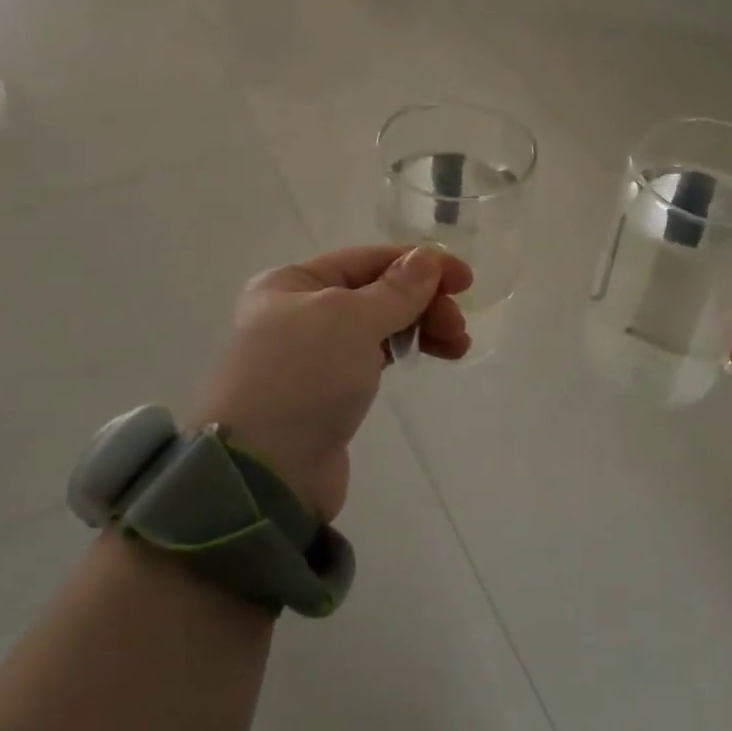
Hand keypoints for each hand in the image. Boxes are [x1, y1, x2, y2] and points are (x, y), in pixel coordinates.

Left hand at [193, 245, 473, 521]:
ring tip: (457, 346)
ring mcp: (311, 354)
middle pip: (375, 292)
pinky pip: (373, 356)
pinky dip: (404, 350)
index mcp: (292, 283)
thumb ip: (397, 289)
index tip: (465, 279)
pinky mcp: (327, 391)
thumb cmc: (304, 378)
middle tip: (458, 326)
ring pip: (378, 325)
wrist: (266, 472)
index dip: (419, 263)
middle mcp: (297, 312)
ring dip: (420, 326)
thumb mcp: (352, 320)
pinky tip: (430, 355)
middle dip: (422, 302)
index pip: (367, 259)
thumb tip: (428, 257)